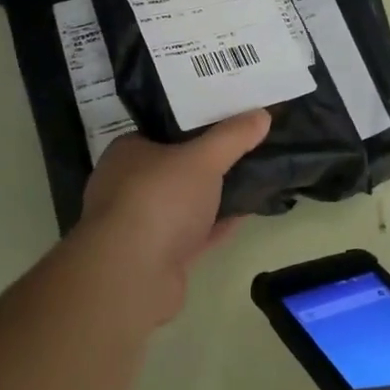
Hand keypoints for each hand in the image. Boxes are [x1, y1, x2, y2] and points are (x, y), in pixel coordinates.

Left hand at [69, 111, 271, 325]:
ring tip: (251, 179)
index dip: (193, 125)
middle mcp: (127, 186)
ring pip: (184, 203)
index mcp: (127, 153)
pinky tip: (245, 214)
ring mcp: (139, 225)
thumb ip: (232, 136)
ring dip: (213, 196)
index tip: (226, 120)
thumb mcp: (203, 158)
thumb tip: (262, 114)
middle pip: (174, 167)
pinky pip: (192, 233)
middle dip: (206, 162)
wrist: (133, 275)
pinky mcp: (156, 257)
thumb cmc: (159, 199)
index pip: (161, 131)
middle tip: (244, 149)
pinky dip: (216, 225)